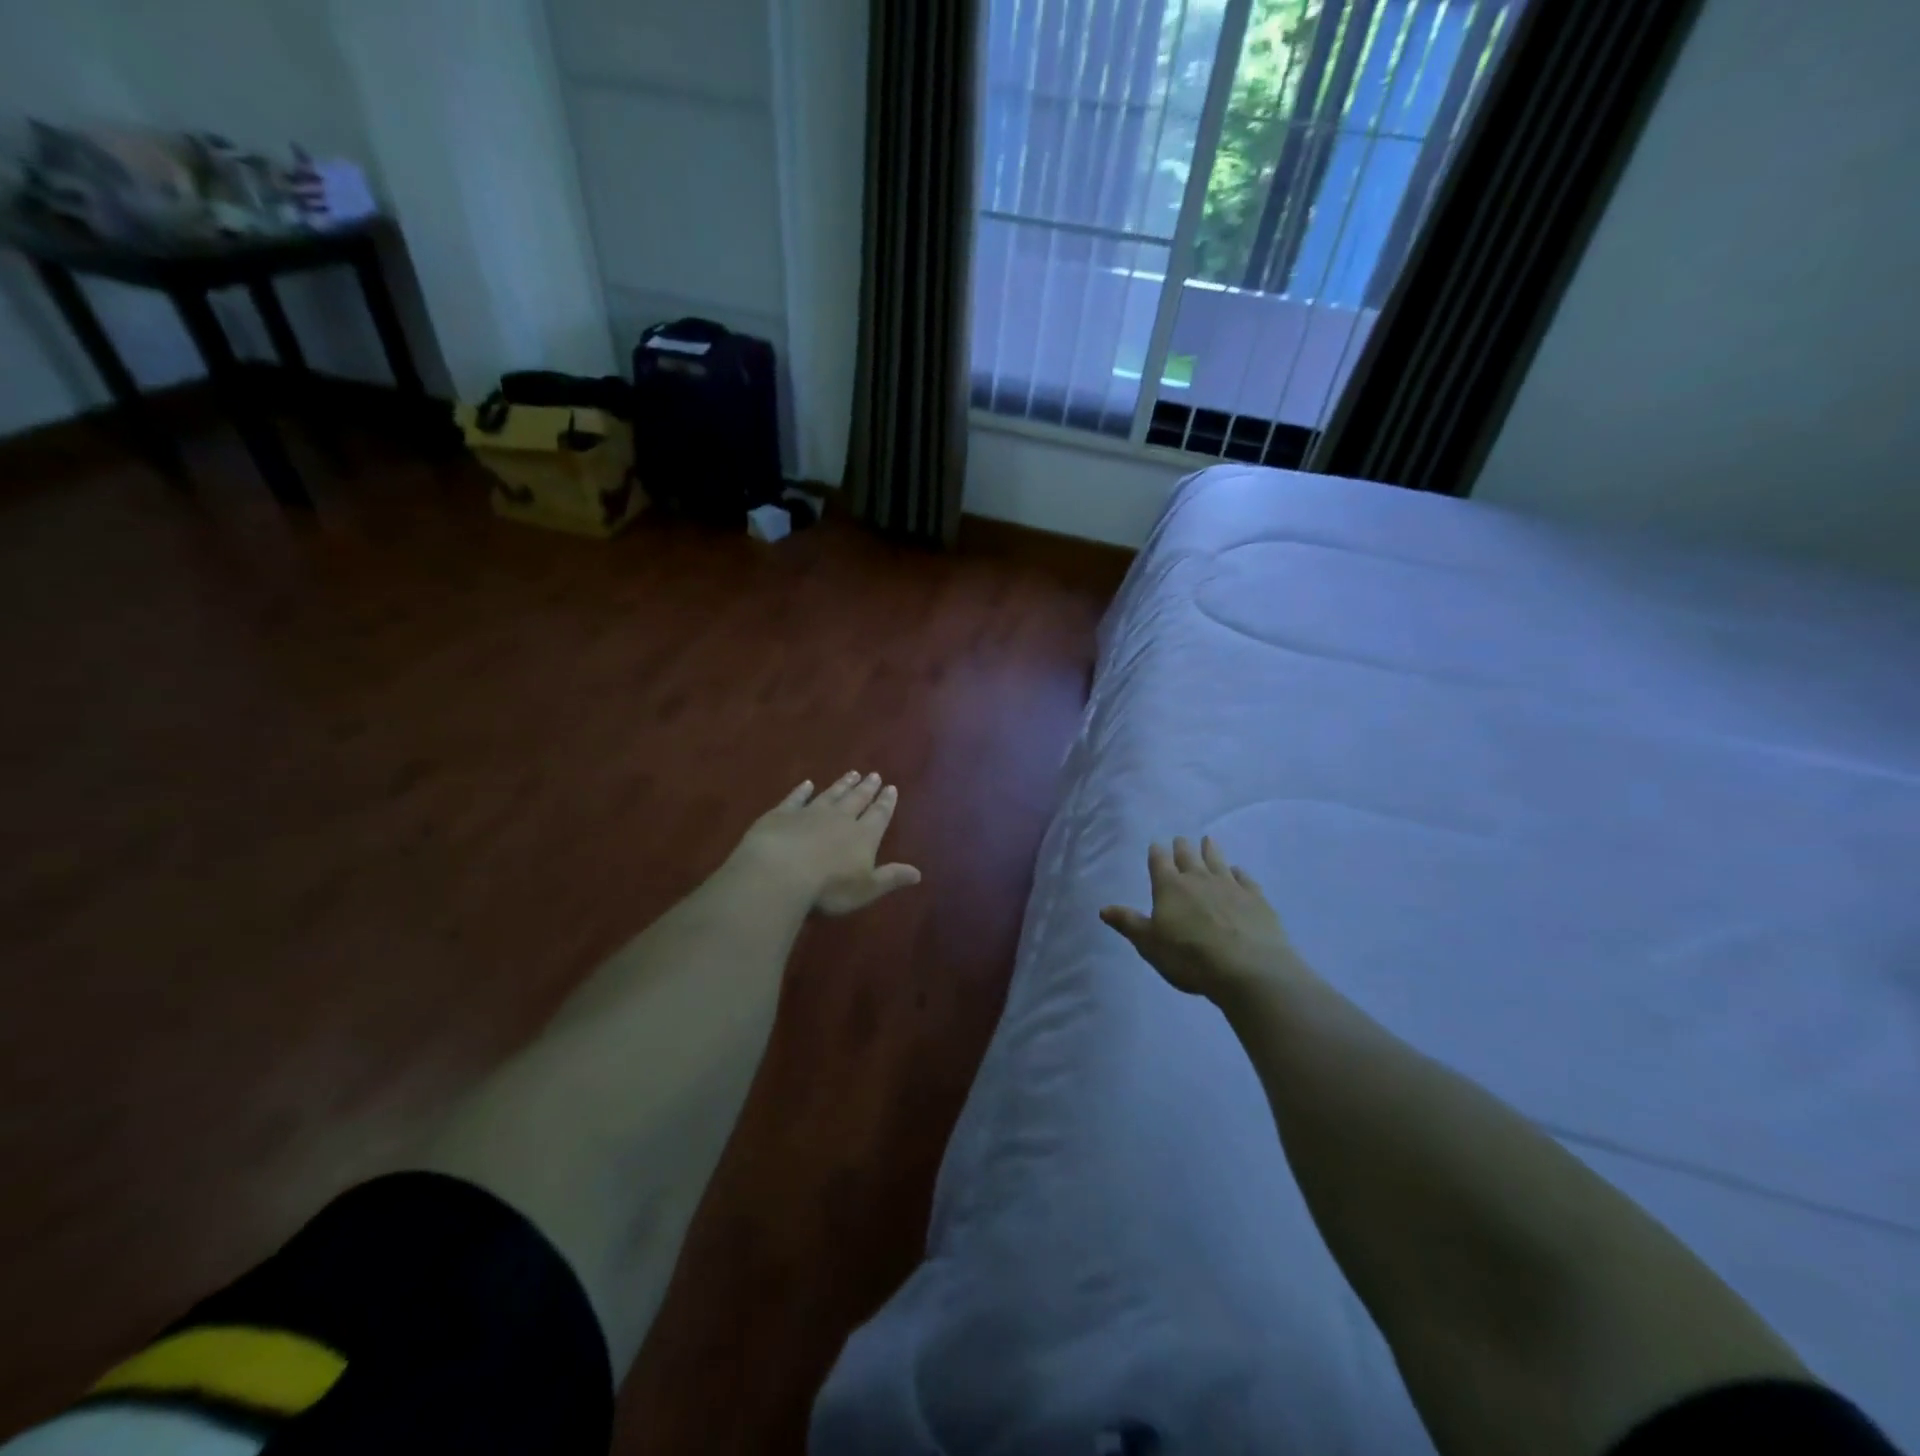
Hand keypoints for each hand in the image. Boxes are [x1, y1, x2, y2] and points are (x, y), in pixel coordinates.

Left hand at [733, 772, 922, 916]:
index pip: (879, 815)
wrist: (781, 871)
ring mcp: (810, 813)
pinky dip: (802, 790)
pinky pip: (796, 798)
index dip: (886, 802)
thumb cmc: (829, 887)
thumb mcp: (866, 889)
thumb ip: (891, 878)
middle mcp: (840, 818)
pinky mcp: (783, 814)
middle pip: (857, 799)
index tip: (891, 788)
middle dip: (867, 788)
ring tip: (852, 773)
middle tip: (874, 775)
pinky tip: (807, 783)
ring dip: (842, 785)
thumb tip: (918, 873)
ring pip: (831, 794)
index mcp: (863, 835)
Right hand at [1100, 837, 1304, 1001]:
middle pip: (1188, 856)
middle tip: (1180, 840)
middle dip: (1182, 847)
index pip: (1159, 862)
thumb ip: (1128, 923)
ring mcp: (1230, 886)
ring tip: (1208, 840)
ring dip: (1211, 850)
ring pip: (1217, 860)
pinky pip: (1245, 878)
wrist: (1249, 969)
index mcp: (1170, 887)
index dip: (1156, 853)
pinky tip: (1238, 872)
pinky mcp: (1256, 898)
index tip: (1156, 844)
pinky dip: (1239, 873)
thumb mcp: (1150, 944)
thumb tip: (1103, 908)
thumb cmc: (1190, 957)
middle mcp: (1199, 879)